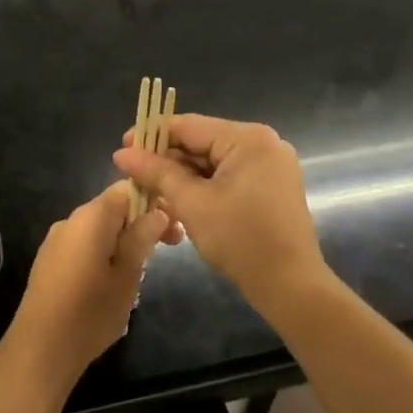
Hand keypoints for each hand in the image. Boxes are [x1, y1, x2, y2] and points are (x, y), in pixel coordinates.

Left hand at [7, 183, 168, 388]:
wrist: (40, 349)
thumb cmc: (90, 312)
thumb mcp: (127, 276)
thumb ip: (141, 238)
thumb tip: (158, 211)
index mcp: (91, 217)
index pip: (126, 189)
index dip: (153, 201)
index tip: (173, 226)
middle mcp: (70, 220)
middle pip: (112, 208)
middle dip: (141, 223)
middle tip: (168, 249)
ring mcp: (56, 241)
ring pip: (99, 228)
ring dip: (123, 240)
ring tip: (142, 271)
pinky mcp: (49, 261)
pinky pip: (83, 245)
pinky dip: (104, 252)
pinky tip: (112, 281)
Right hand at [114, 114, 329, 314]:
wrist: (290, 286)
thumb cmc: (240, 240)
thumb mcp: (191, 203)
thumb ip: (156, 172)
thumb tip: (122, 153)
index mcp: (247, 138)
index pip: (187, 126)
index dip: (151, 136)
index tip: (122, 151)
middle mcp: (263, 143)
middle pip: (201, 142)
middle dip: (166, 161)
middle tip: (134, 178)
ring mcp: (270, 164)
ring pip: (212, 162)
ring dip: (182, 177)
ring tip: (152, 193)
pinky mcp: (271, 185)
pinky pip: (228, 176)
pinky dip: (204, 187)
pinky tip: (180, 202)